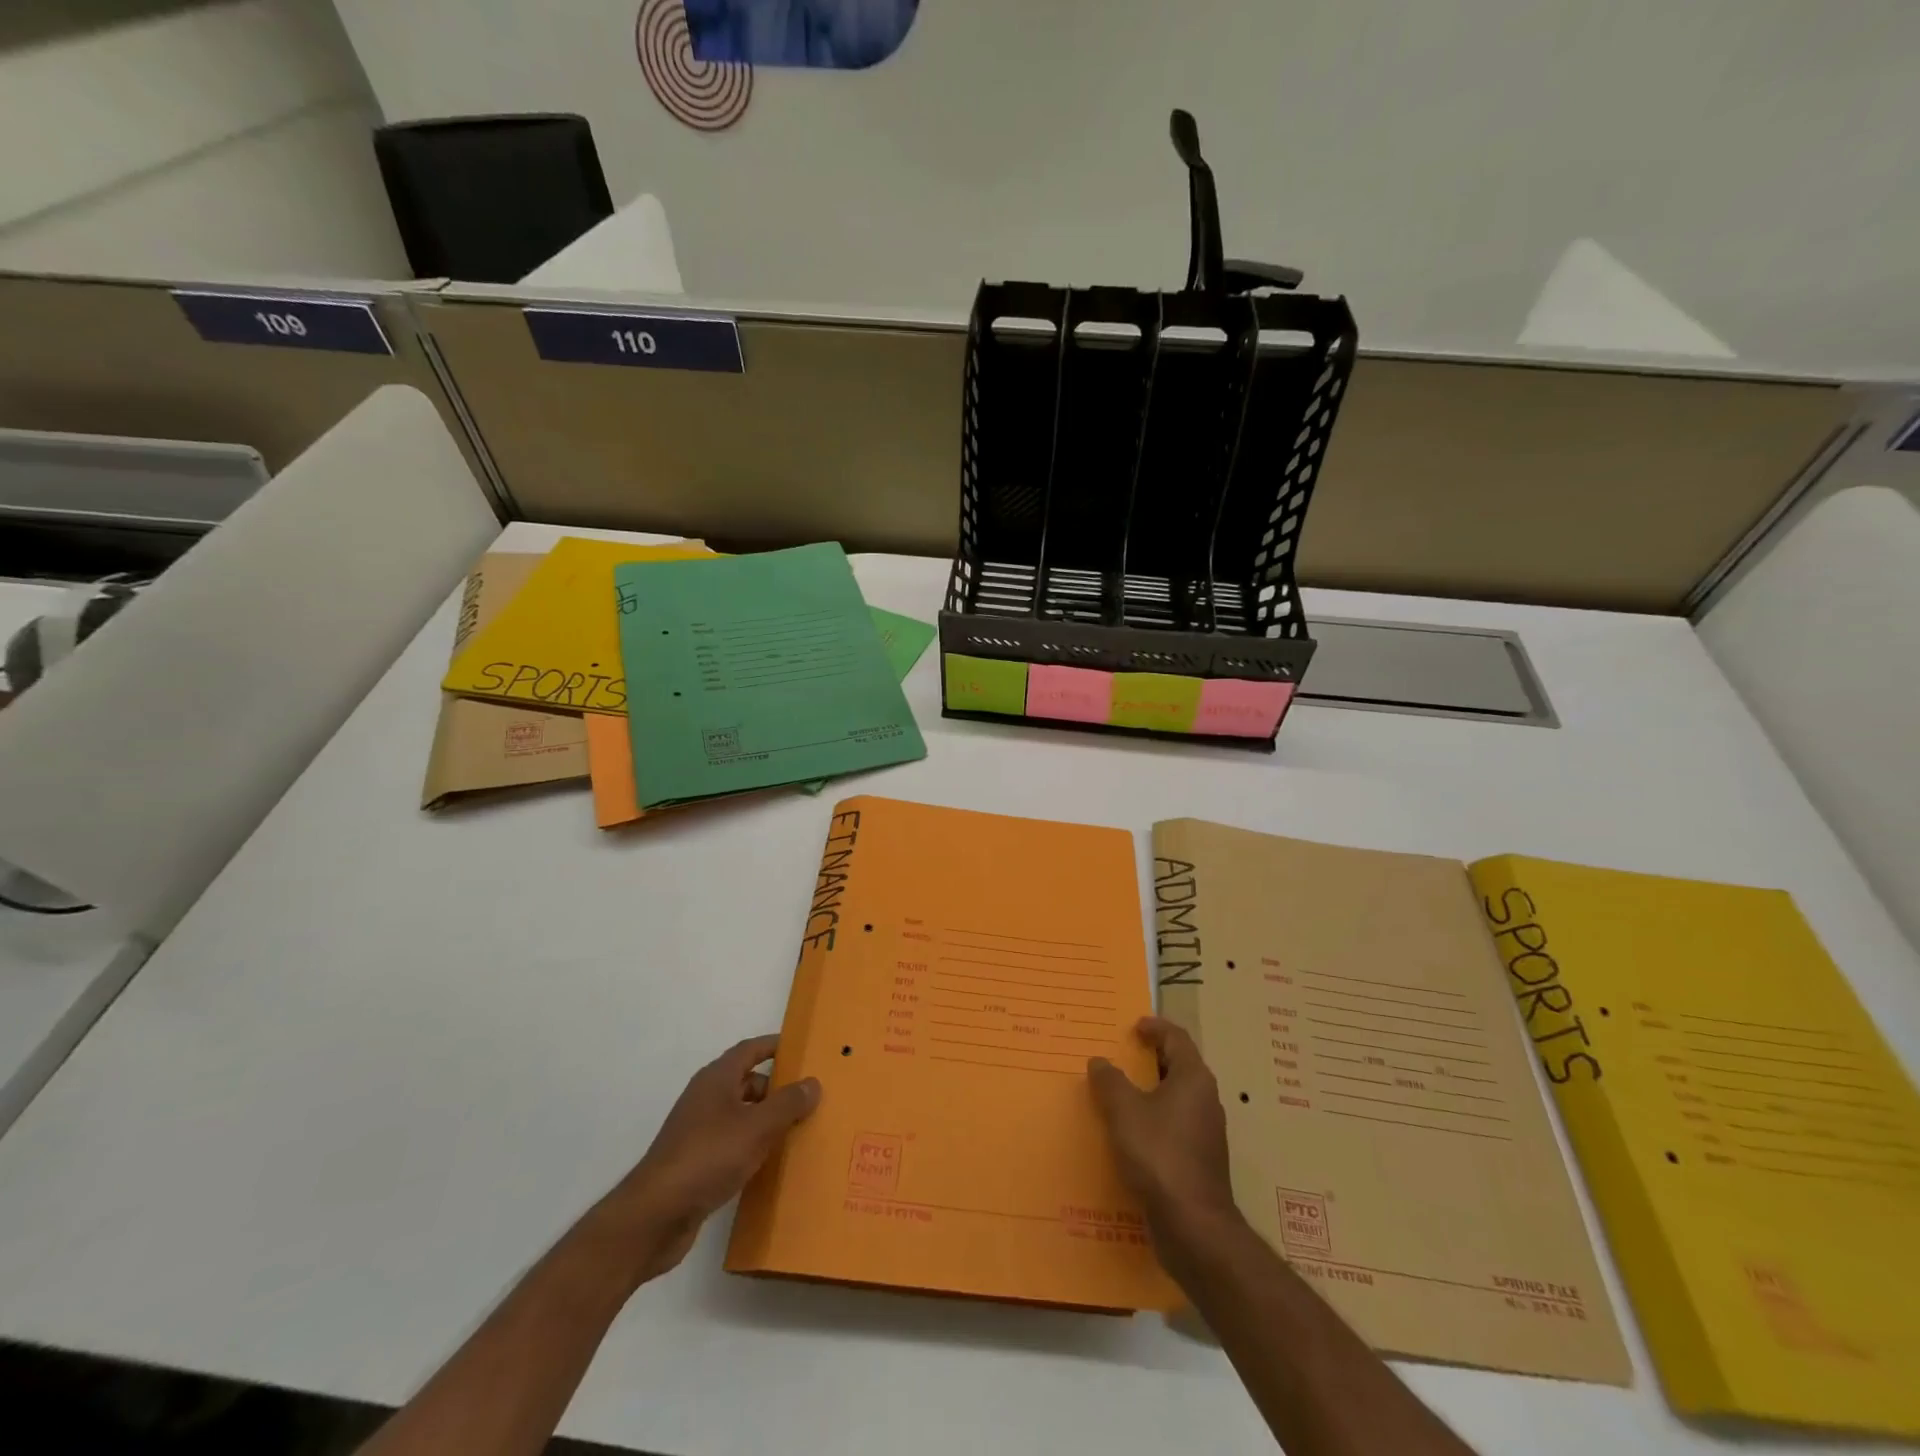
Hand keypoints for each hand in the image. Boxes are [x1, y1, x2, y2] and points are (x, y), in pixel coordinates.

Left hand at [589, 1035, 819, 1287]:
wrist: (655, 1216)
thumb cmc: (708, 1157)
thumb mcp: (757, 1127)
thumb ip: (787, 1104)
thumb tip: (813, 1082)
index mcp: (716, 1079)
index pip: (749, 1050)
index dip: (774, 1046)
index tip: (801, 1049)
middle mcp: (706, 1099)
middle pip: (746, 1082)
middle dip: (776, 1088)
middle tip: (809, 1097)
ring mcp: (698, 1132)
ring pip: (740, 1116)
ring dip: (766, 1120)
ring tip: (798, 1130)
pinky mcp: (696, 1163)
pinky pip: (732, 1144)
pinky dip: (752, 1146)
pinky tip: (771, 1163)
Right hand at [1088, 1017, 1240, 1259]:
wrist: (1194, 1226)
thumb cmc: (1159, 1155)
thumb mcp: (1124, 1111)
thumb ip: (1110, 1081)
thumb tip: (1100, 1062)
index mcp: (1193, 1079)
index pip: (1176, 1038)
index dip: (1155, 1027)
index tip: (1132, 1027)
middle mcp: (1206, 1100)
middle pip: (1178, 1066)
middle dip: (1149, 1059)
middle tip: (1120, 1056)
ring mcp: (1206, 1133)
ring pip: (1176, 1099)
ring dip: (1149, 1092)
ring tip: (1118, 1094)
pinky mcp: (1200, 1161)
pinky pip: (1174, 1126)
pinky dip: (1153, 1120)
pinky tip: (1129, 1134)